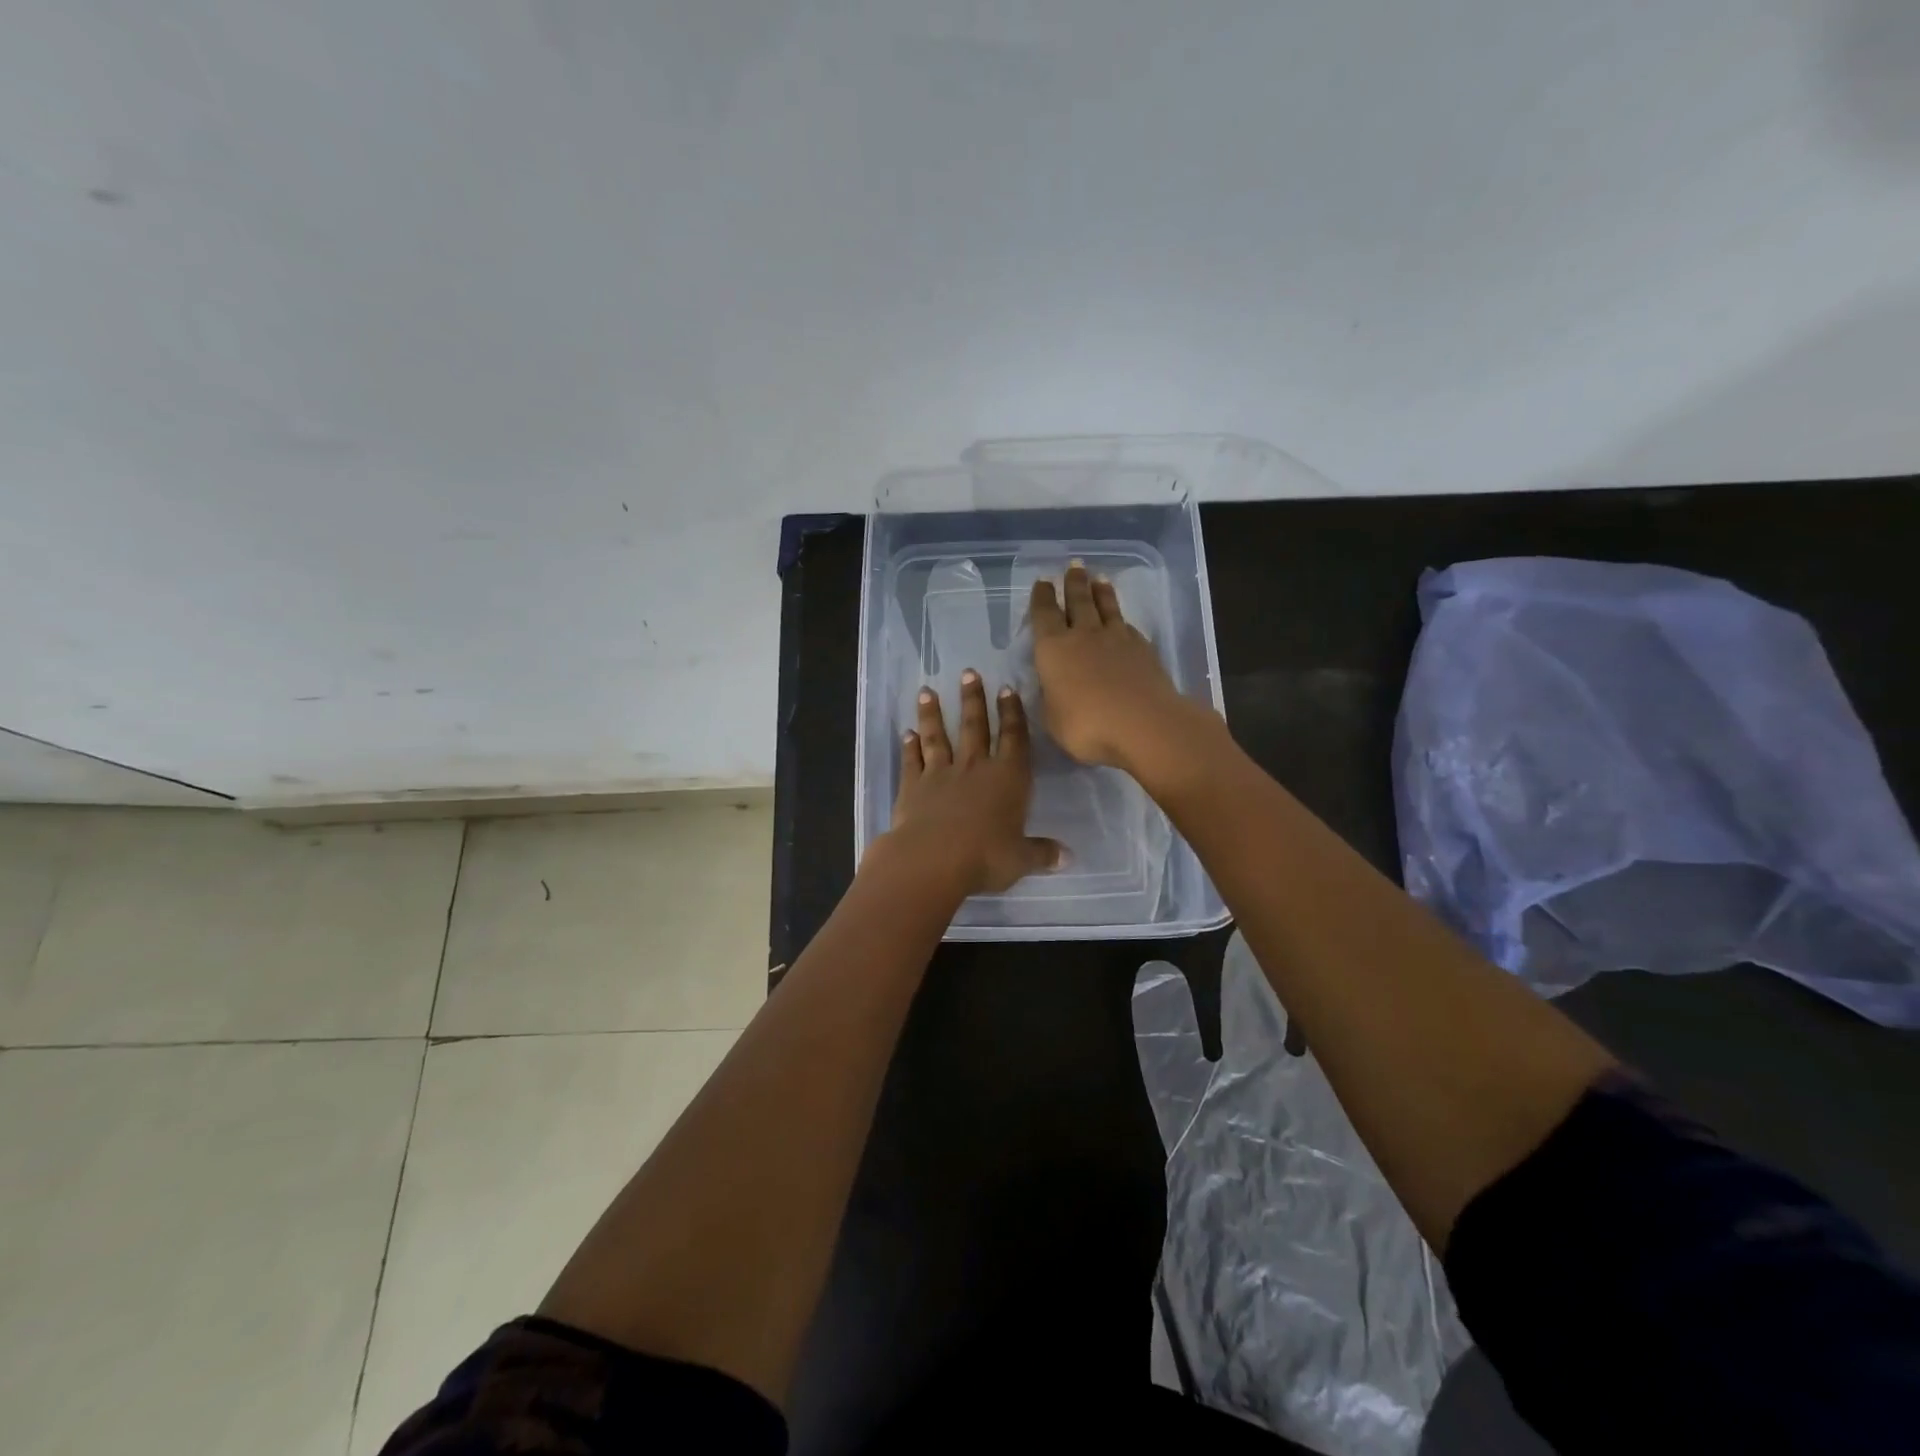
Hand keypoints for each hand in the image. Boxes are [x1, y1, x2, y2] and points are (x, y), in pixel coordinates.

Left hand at [880, 670, 1064, 895]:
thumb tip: (1068, 858)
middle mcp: (974, 767)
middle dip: (973, 699)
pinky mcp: (912, 786)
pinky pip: (912, 760)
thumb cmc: (985, 857)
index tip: (1007, 689)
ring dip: (933, 714)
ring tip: (927, 691)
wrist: (932, 860)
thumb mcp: (1021, 859)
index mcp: (1008, 778)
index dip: (1012, 713)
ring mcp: (940, 774)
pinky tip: (906, 733)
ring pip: (938, 736)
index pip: (1014, 738)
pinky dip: (909, 746)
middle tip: (968, 673)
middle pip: (974, 726)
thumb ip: (1042, 854)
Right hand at [1029, 561, 1222, 782]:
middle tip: (1074, 566)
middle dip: (1073, 583)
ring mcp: (1117, 639)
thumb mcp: (1052, 719)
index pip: (1044, 614)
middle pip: (1078, 601)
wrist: (1143, 724)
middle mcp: (1084, 635)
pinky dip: (1121, 620)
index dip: (1042, 597)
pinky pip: (1128, 627)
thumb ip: (1049, 698)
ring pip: (1106, 608)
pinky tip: (1123, 621)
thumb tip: (1049, 685)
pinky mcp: (1143, 649)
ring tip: (1098, 579)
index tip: (1043, 582)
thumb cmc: (1086, 725)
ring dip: (1100, 592)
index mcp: (1053, 648)